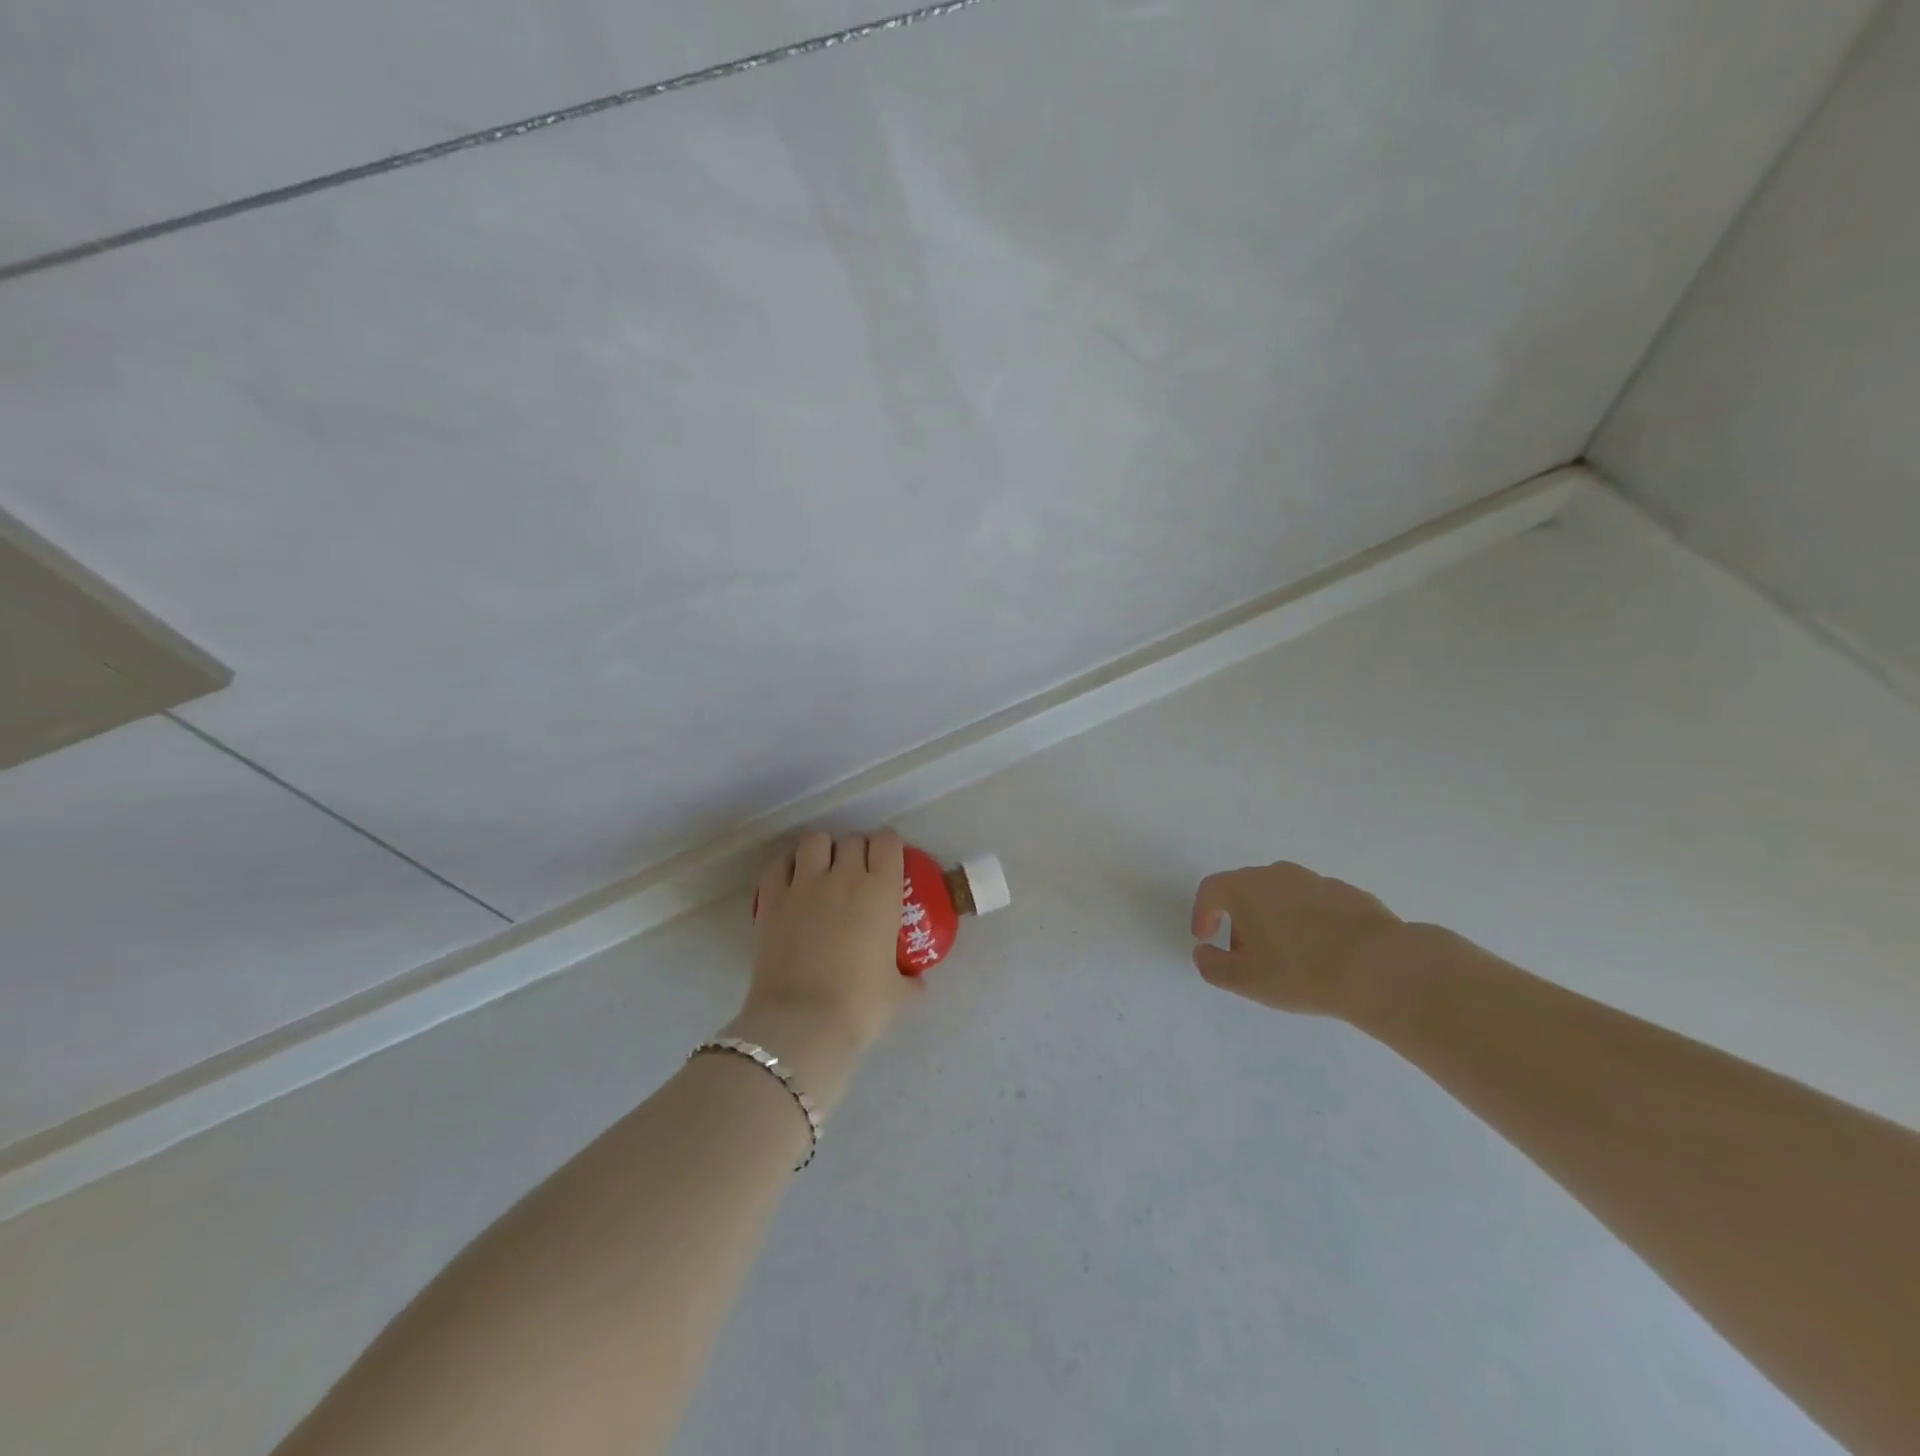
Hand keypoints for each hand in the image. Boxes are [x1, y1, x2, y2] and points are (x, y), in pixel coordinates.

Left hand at [729, 831, 915, 1103]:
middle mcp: (844, 876)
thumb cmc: (859, 1007)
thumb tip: (916, 981)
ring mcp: (804, 884)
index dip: (888, 847)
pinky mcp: (771, 899)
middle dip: (857, 851)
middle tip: (857, 875)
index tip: (887, 862)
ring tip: (822, 871)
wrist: (801, 1024)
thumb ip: (910, 980)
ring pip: (814, 840)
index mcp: (881, 891)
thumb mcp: (898, 995)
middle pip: (852, 839)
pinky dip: (786, 864)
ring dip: (822, 850)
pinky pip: (778, 862)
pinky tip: (791, 880)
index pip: (888, 842)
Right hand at [1190, 861, 1406, 1020]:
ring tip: (1286, 956)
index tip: (1206, 939)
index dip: (1202, 913)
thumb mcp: (1243, 980)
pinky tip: (1321, 953)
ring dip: (1275, 919)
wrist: (1377, 967)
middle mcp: (1277, 874)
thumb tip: (1204, 952)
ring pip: (1282, 895)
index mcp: (1245, 887)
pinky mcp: (1349, 894)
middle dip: (1239, 919)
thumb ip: (1211, 965)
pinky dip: (1308, 922)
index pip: (1210, 890)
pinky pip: (1315, 905)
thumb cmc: (1298, 971)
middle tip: (1246, 953)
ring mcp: (1316, 881)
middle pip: (1246, 889)